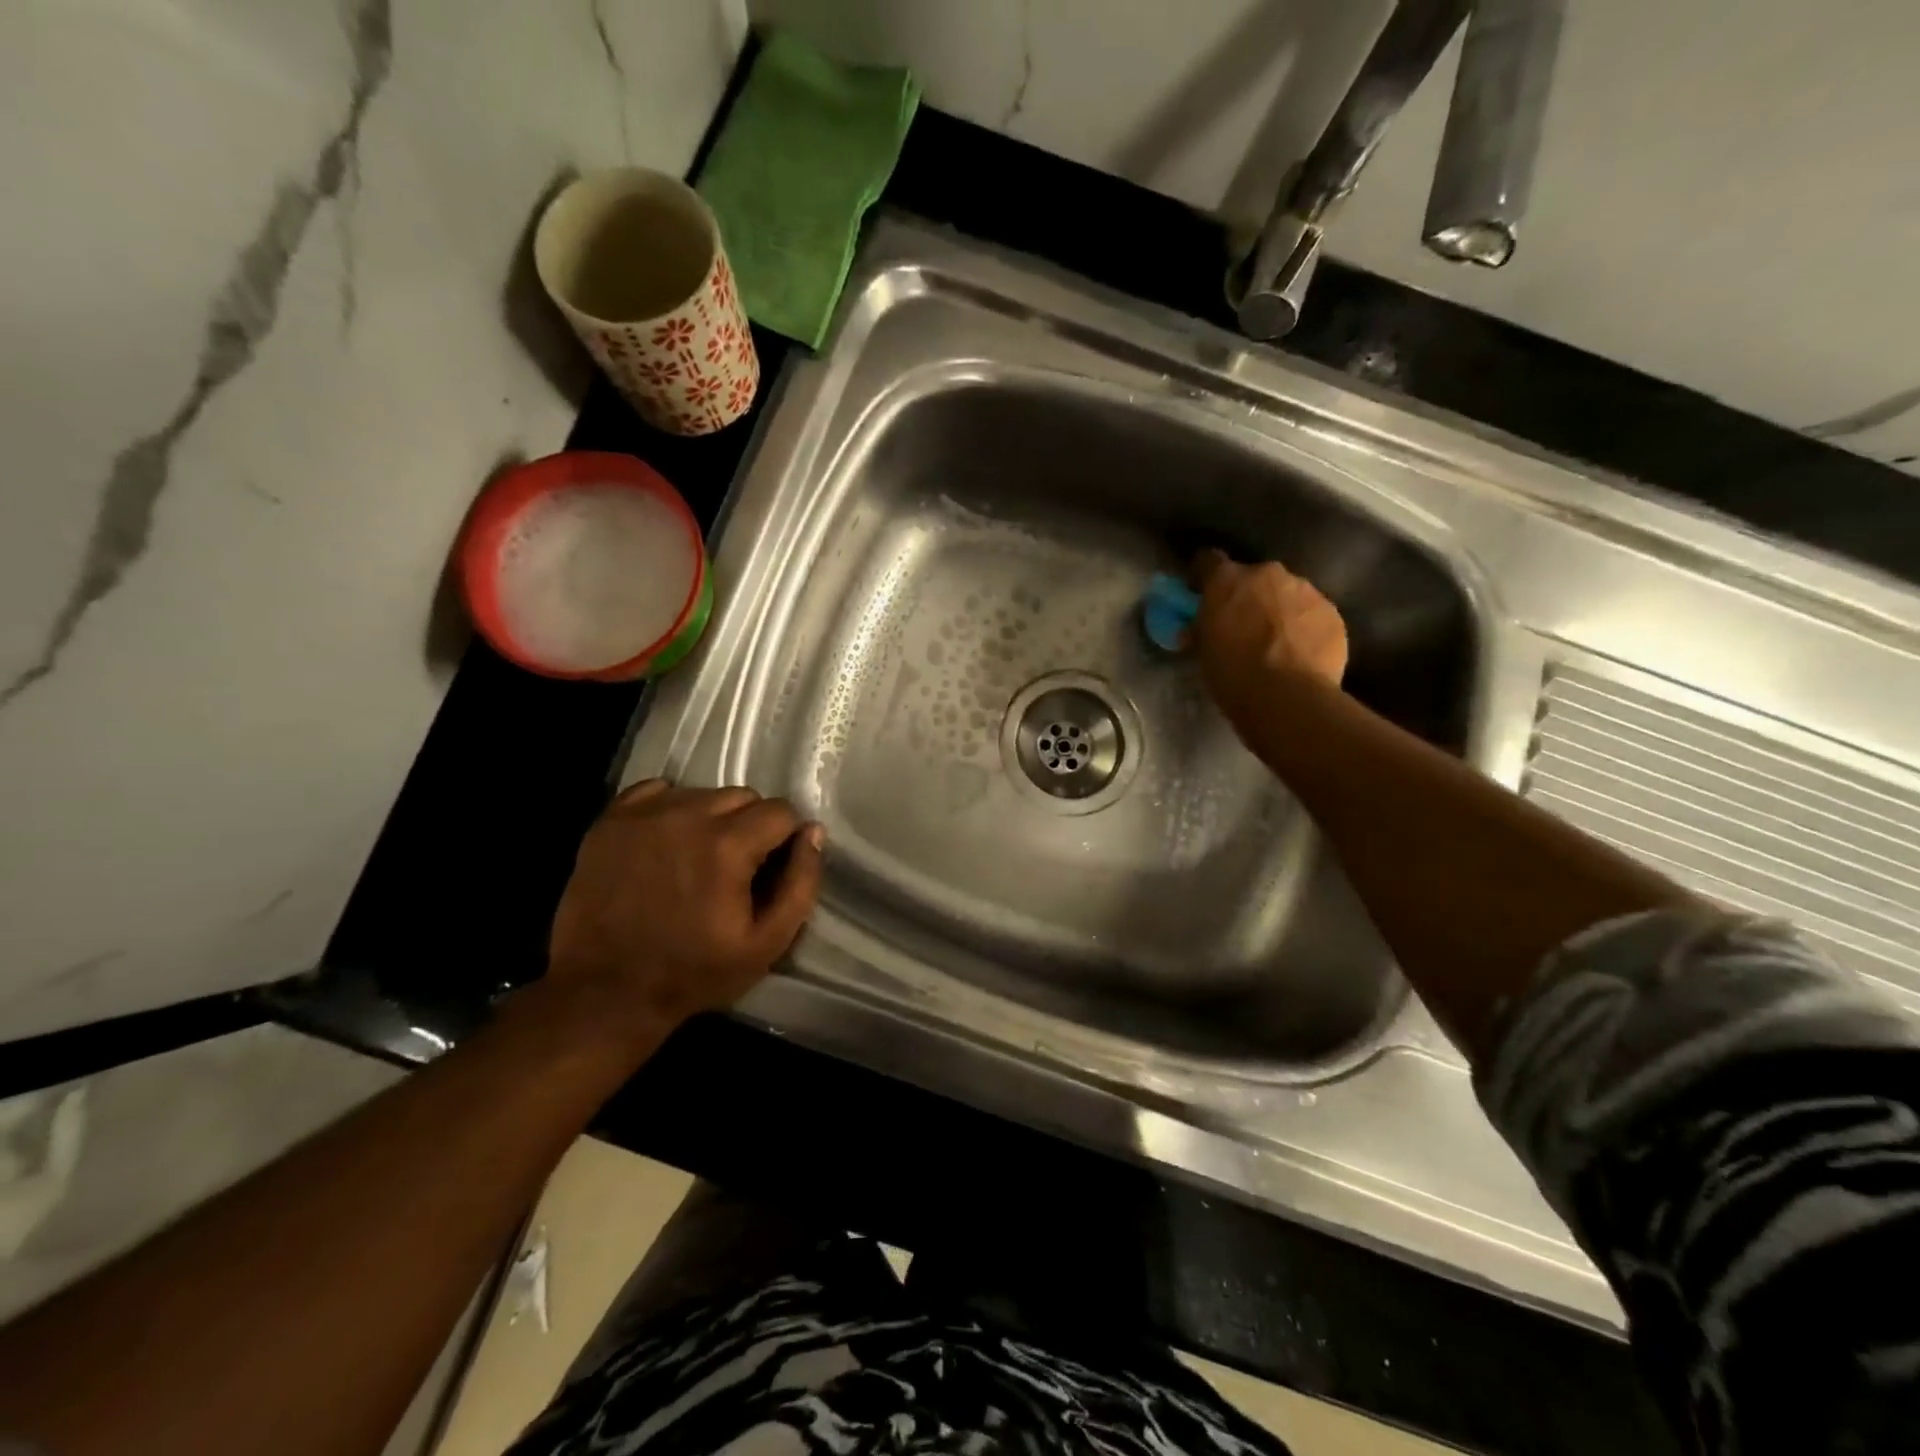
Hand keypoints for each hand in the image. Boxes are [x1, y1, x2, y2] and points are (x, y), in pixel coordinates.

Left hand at [546, 781, 824, 1037]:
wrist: (605, 992)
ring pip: (701, 793)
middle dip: (750, 826)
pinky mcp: (610, 821)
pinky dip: (670, 809)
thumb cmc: (695, 972)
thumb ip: (800, 883)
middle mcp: (687, 815)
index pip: (780, 811)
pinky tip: (666, 842)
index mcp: (728, 845)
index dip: (784, 839)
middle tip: (736, 867)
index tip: (770, 869)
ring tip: (698, 858)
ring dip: (711, 818)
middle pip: (742, 796)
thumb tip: (813, 832)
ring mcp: (644, 814)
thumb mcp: (767, 943)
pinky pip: (657, 791)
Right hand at [1192, 551, 1347, 719]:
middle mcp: (1268, 574)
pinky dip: (1304, 627)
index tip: (1201, 593)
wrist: (1287, 697)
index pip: (1208, 561)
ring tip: (1277, 643)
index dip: (1204, 576)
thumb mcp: (1203, 652)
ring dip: (1279, 609)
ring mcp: (1305, 590)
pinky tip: (1300, 654)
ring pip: (1287, 593)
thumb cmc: (1233, 674)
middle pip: (1254, 577)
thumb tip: (1199, 627)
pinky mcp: (1332, 613)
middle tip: (1243, 625)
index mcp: (1228, 580)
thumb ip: (1203, 629)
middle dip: (1248, 596)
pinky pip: (1312, 614)